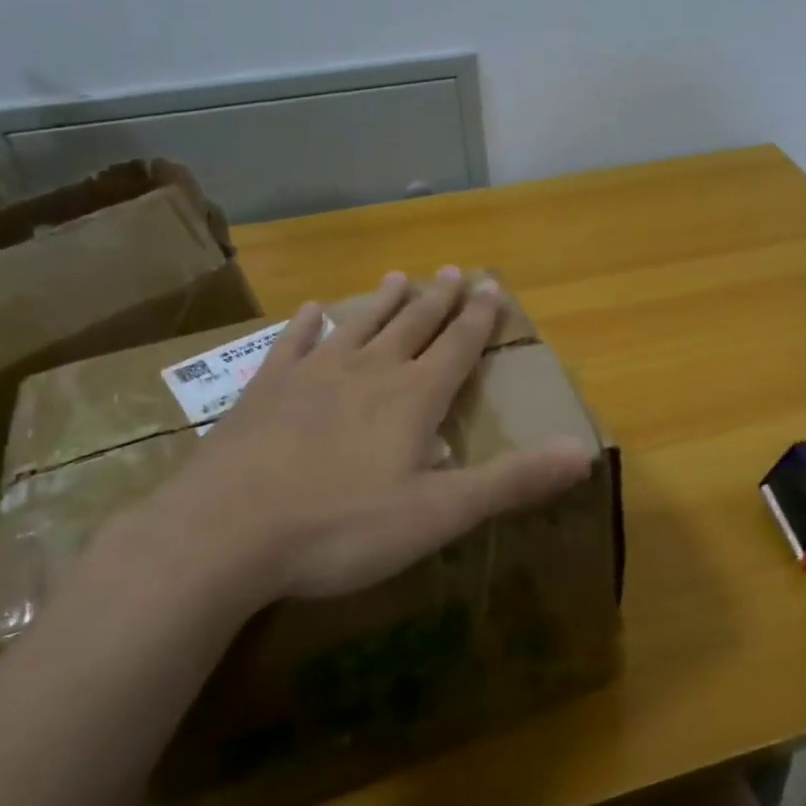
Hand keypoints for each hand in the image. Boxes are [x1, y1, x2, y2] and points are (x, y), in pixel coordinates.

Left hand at [109, 268, 594, 619]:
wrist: (222, 535)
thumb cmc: (341, 528)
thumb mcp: (439, 514)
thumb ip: (511, 481)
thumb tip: (583, 452)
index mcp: (413, 399)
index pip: (457, 347)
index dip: (479, 318)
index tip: (492, 285)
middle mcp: (368, 373)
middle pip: (412, 327)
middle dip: (437, 300)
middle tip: (452, 270)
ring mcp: (311, 378)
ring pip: (358, 327)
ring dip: (381, 303)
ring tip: (398, 276)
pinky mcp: (264, 393)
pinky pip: (291, 347)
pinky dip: (305, 326)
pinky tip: (310, 311)